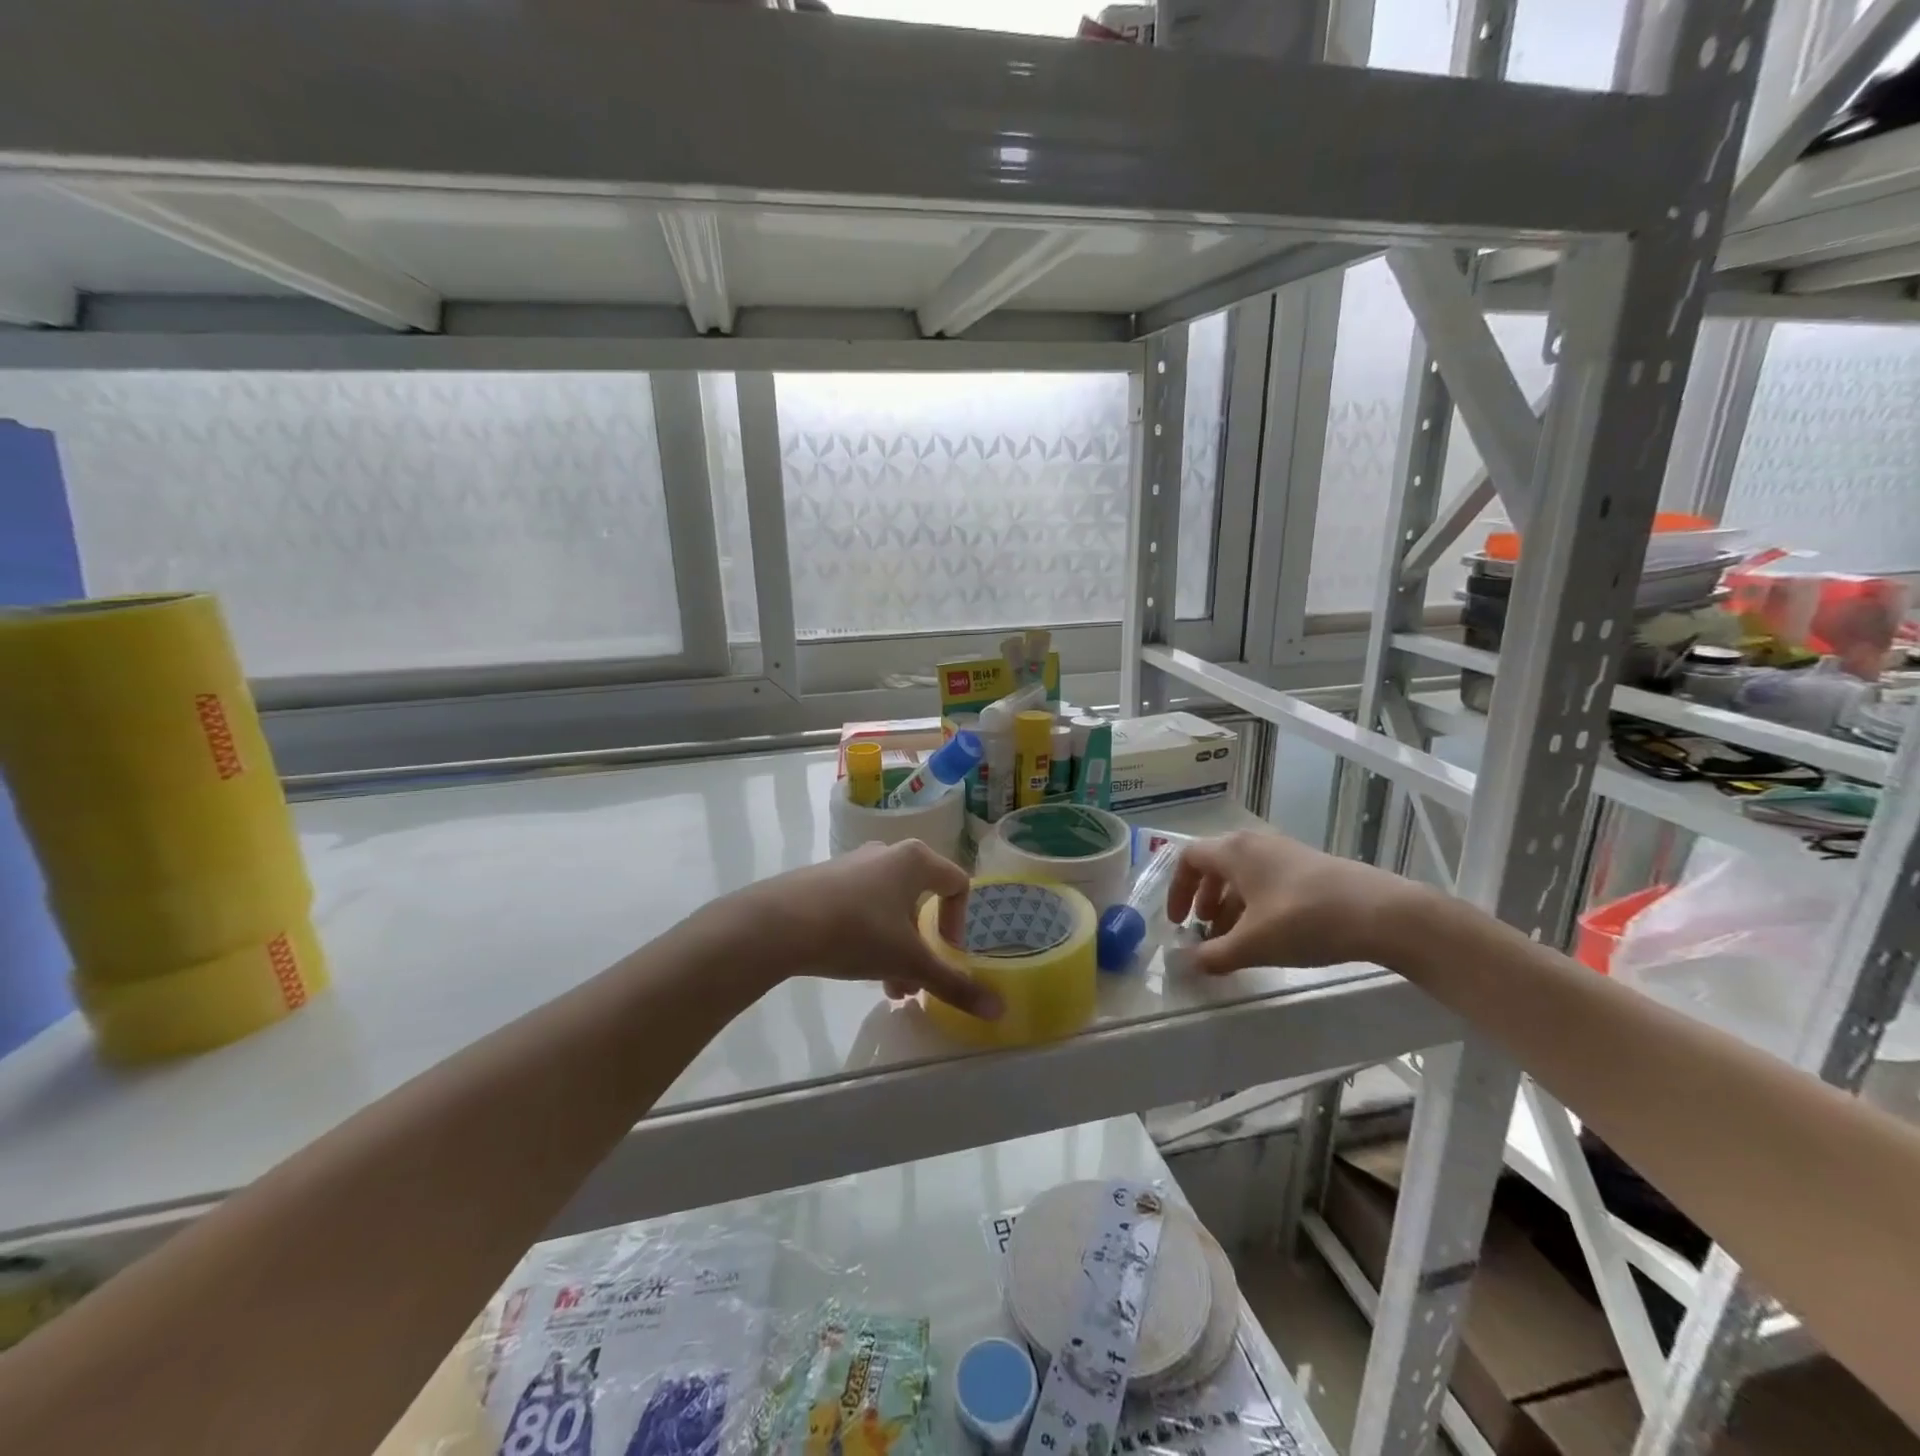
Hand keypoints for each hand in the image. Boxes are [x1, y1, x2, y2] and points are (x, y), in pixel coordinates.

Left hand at [730, 840, 1001, 1019]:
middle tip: (916, 981)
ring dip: (896, 947)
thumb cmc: (856, 932)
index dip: (960, 922)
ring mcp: (853, 864)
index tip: (948, 954)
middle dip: (923, 945)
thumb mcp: (908, 962)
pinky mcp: (825, 880)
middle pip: (921, 900)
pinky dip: (868, 936)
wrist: (777, 924)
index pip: (957, 884)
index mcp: (915, 860)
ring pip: (890, 908)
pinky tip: (854, 967)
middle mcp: (886, 853)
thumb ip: (954, 985)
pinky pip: (861, 906)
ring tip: (887, 987)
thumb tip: (1000, 1011)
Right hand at [1166, 830, 1425, 974]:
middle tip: (1205, 931)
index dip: (1177, 889)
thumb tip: (1185, 965)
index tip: (1177, 922)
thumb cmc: (1304, 920)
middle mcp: (1255, 844)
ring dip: (1230, 906)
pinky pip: (1267, 881)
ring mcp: (1285, 853)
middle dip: (1204, 900)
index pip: (1189, 859)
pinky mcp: (1310, 868)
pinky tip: (1269, 936)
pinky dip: (1256, 905)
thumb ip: (1214, 955)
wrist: (1382, 913)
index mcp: (1234, 851)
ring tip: (1234, 941)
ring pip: (1243, 876)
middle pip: (1215, 865)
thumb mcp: (1253, 944)